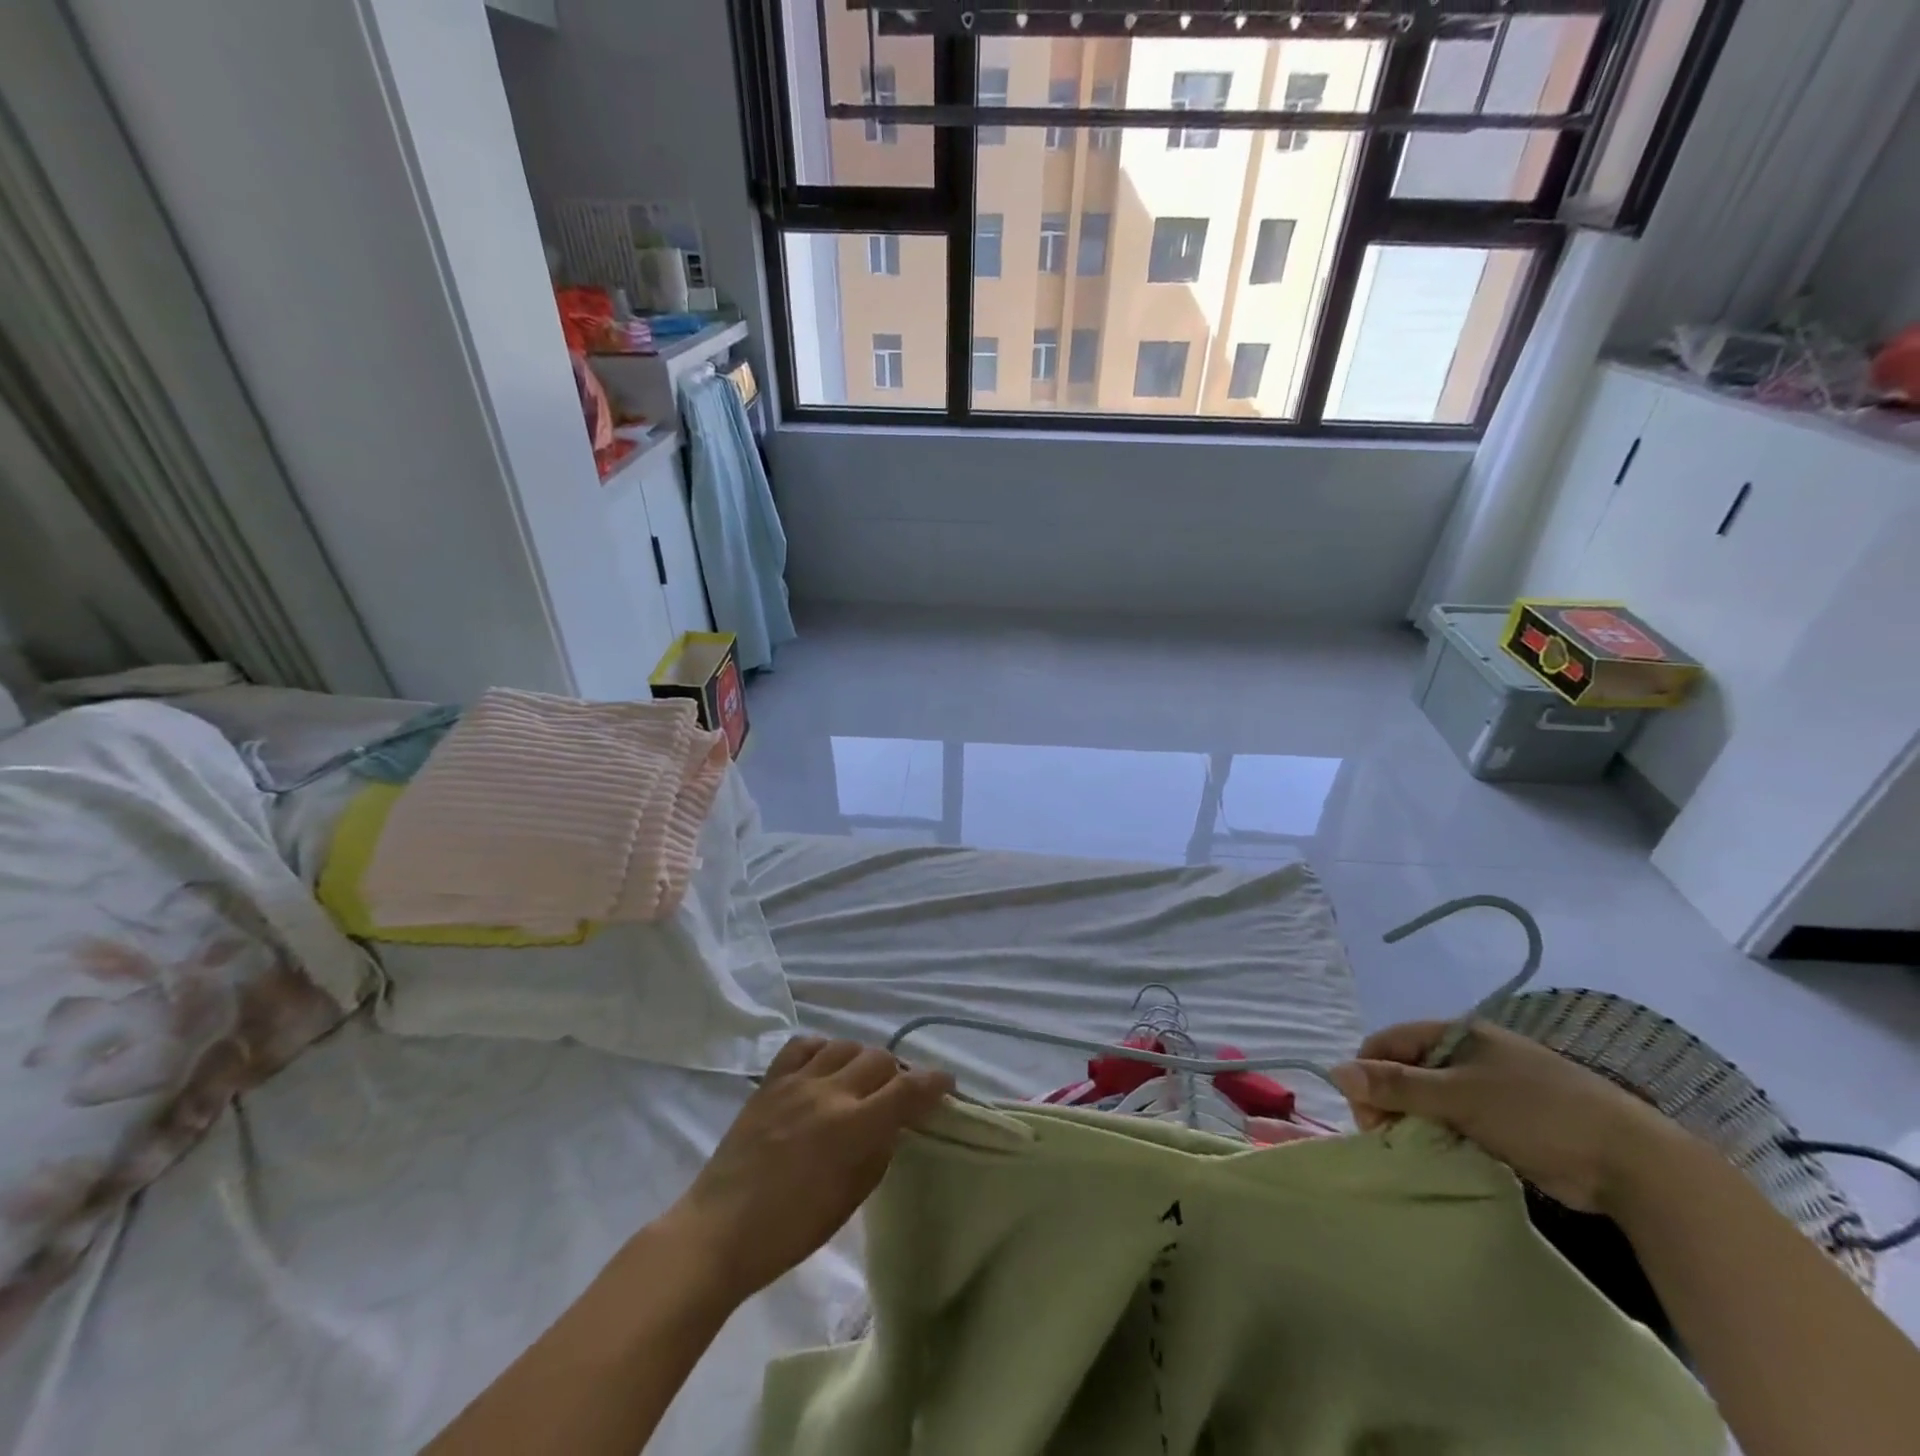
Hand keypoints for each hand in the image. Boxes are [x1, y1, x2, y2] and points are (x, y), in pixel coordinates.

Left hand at [665, 1037, 953, 1305]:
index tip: (946, 1084)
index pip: (908, 1090)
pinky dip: (823, 1050)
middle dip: (897, 1074)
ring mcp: (796, 1082)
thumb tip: (892, 1126)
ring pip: (845, 1045)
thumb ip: (877, 1154)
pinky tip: (824, 1068)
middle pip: (879, 1059)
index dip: (934, 1083)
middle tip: (896, 1096)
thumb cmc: (788, 1232)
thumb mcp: (847, 1201)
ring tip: (859, 1082)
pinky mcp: (770, 1081)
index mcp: (852, 1128)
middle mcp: (828, 1093)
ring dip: (861, 1060)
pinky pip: (804, 1045)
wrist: (717, 1232)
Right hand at [1329, 1020, 1690, 1212]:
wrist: (1634, 1163)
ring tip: (1419, 1152)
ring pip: (1429, 1099)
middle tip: (1391, 1139)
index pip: (1386, 1043)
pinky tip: (1447, 1157)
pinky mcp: (1508, 1120)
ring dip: (1416, 1123)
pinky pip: (1457, 1121)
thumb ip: (1396, 1085)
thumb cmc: (1538, 1114)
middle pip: (1405, 1070)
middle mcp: (1468, 1053)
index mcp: (1455, 1034)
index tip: (1368, 1116)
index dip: (1368, 1075)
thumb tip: (1335, 1071)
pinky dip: (1444, 1136)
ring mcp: (1490, 1086)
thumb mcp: (1458, 1097)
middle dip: (1390, 1102)